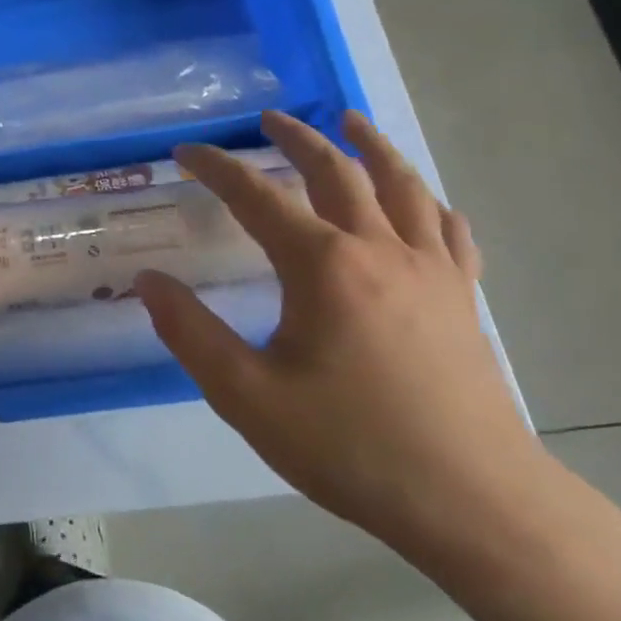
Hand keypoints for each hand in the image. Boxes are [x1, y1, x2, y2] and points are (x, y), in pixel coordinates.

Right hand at [136, 109, 545, 556]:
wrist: (472, 502)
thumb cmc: (349, 445)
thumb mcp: (245, 394)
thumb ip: (190, 332)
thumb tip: (147, 281)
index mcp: (323, 266)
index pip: (258, 196)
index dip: (217, 168)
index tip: (186, 151)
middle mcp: (380, 250)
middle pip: (337, 171)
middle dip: (298, 137)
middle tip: (270, 118)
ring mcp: (432, 271)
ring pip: (403, 186)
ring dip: (371, 147)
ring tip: (351, 122)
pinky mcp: (463, 298)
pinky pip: (448, 230)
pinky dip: (427, 202)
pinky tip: (421, 201)